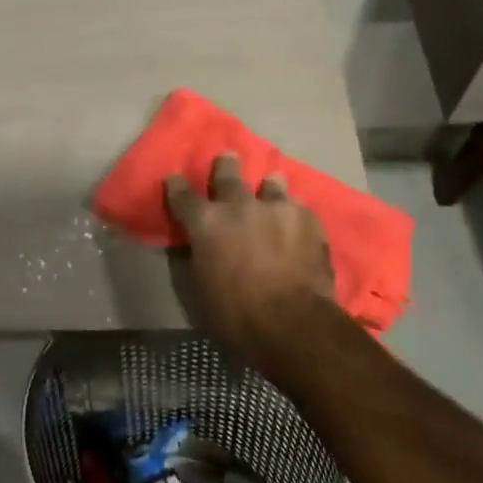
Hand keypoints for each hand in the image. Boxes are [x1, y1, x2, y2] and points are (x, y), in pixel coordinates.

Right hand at [165, 152, 336, 368]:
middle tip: (228, 158)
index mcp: (206, 223)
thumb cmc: (237, 316)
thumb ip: (201, 257)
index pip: (183, 195)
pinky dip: (295, 214)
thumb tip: (201, 247)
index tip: (174, 179)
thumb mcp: (202, 289)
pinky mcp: (308, 220)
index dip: (176, 186)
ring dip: (268, 187)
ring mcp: (276, 208)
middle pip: (227, 174)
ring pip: (271, 184)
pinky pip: (299, 208)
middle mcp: (239, 205)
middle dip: (225, 166)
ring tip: (272, 186)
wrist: (294, 324)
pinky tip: (299, 223)